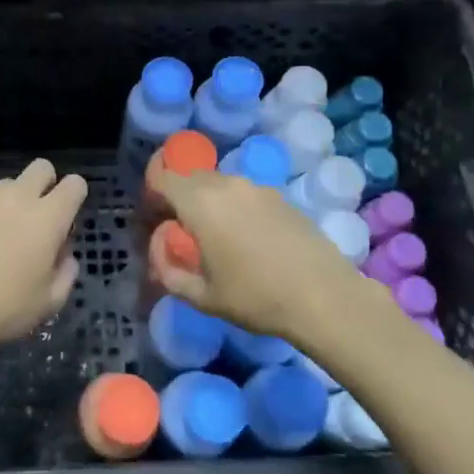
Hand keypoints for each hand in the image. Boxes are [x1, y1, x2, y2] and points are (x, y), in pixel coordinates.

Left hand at [0, 158, 87, 367]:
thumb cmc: (5, 310)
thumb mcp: (51, 301)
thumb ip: (66, 270)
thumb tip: (63, 251)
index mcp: (48, 218)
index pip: (74, 184)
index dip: (74, 196)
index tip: (66, 217)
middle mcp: (18, 196)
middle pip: (41, 168)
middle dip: (44, 185)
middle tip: (33, 218)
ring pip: (5, 185)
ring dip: (6, 202)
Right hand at [150, 171, 382, 348]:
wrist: (324, 296)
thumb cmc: (255, 297)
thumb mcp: (201, 296)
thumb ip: (169, 272)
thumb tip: (160, 254)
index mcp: (200, 202)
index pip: (161, 177)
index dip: (150, 195)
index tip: (152, 221)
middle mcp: (226, 184)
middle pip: (189, 177)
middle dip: (177, 198)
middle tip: (178, 232)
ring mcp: (256, 187)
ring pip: (218, 184)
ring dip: (207, 202)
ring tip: (214, 237)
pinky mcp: (280, 196)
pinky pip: (243, 193)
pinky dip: (233, 207)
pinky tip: (246, 239)